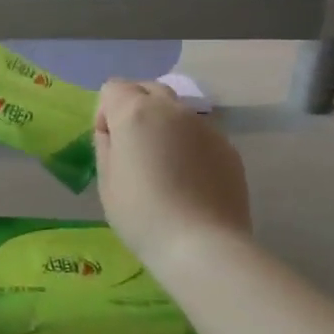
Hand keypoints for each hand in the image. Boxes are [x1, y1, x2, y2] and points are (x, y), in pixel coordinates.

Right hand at [93, 80, 250, 263]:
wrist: (203, 245)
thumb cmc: (142, 214)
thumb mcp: (106, 181)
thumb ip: (106, 145)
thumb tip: (115, 133)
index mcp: (135, 112)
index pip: (113, 87)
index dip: (105, 113)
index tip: (110, 145)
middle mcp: (172, 109)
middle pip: (148, 88)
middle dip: (135, 108)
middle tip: (134, 148)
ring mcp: (205, 125)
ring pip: (177, 109)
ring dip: (164, 124)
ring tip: (164, 164)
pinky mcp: (228, 146)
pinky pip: (200, 132)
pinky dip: (188, 144)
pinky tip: (188, 179)